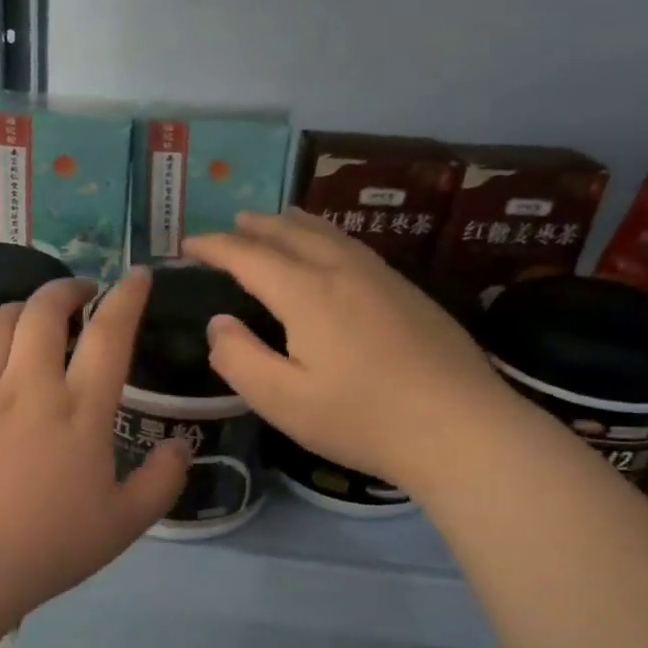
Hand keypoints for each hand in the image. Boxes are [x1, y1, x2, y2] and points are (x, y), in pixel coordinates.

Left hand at [0, 268, 188, 627]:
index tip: (138, 276)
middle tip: (83, 293)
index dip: (127, 297)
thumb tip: (181, 447)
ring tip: (38, 315)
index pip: (109, 333)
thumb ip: (160, 482)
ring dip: (24, 305)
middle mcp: (31, 385)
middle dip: (68, 289)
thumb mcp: (122, 524)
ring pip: (0, 321)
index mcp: (80, 409)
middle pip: (45, 310)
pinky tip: (1, 362)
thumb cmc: (46, 546)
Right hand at [184, 209, 510, 489]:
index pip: (248, 256)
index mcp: (306, 293)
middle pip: (289, 232)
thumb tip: (219, 323)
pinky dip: (325, 236)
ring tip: (274, 220)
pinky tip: (330, 250)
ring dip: (291, 223)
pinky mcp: (407, 291)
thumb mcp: (283, 401)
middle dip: (252, 227)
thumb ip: (240, 359)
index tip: (188, 245)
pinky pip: (352, 246)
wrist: (460, 427)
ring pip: (326, 233)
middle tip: (227, 227)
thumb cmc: (362, 418)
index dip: (214, 247)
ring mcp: (381, 276)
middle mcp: (342, 270)